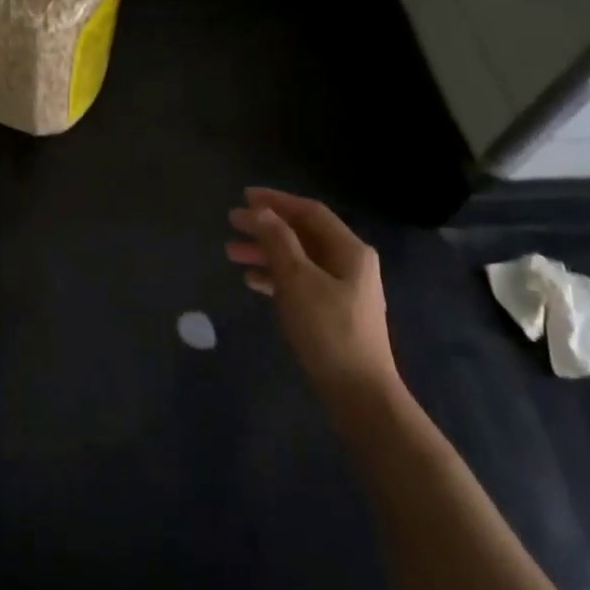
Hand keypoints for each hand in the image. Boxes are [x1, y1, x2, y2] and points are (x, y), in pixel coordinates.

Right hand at [226, 187, 398, 407]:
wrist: (358, 391)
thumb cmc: (328, 330)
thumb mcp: (297, 280)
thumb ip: (278, 241)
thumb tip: (260, 211)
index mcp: (349, 250)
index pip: (309, 212)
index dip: (276, 201)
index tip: (243, 198)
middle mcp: (350, 264)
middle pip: (303, 234)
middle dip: (266, 228)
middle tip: (231, 225)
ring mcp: (343, 289)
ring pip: (298, 259)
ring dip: (266, 252)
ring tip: (231, 254)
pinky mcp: (333, 313)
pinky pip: (300, 282)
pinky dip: (275, 276)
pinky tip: (252, 282)